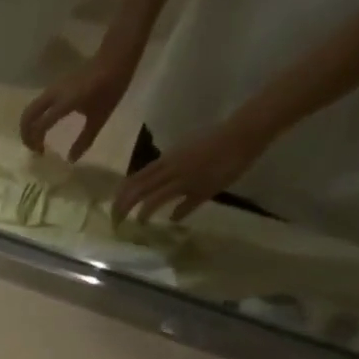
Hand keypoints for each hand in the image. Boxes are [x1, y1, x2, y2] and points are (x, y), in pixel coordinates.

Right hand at [19, 54, 136, 161]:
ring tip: (38, 139)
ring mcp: (53, 89)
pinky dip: (35, 117)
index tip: (42, 154)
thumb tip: (71, 160)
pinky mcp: (56, 87)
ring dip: (29, 125)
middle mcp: (54, 95)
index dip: (36, 142)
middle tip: (33, 148)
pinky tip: (46, 125)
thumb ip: (84, 139)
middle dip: (26, 134)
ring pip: (31, 108)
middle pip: (27, 115)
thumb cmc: (110, 87)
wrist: (115, 57)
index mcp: (64, 103)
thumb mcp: (100, 117)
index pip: (39, 125)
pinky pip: (38, 104)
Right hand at [112, 111, 273, 223]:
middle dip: (123, 203)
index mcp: (179, 181)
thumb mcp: (211, 189)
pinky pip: (149, 167)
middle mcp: (169, 169)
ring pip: (139, 175)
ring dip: (125, 190)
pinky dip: (137, 179)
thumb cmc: (231, 163)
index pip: (151, 201)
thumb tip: (170, 218)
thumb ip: (188, 205)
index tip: (134, 227)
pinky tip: (136, 186)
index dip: (140, 215)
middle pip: (138, 187)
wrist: (244, 130)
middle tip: (115, 218)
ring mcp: (169, 157)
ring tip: (118, 203)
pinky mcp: (173, 151)